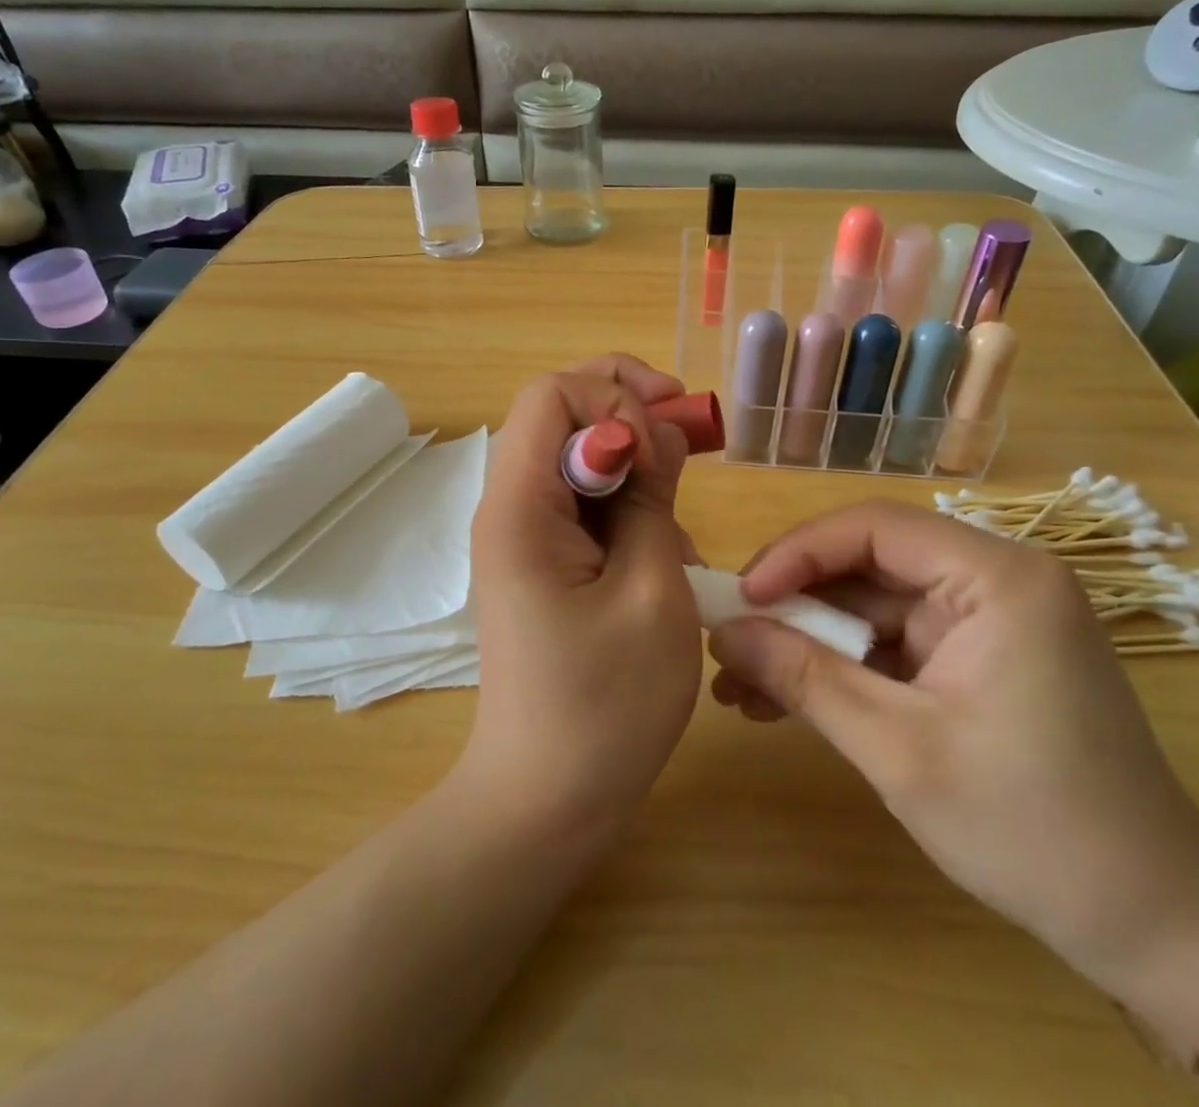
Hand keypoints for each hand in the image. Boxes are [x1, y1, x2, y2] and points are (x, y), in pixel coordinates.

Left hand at [460, 355, 702, 839]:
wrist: (546, 803)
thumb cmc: (606, 705)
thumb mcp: (653, 590)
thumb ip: (654, 497)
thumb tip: (657, 435)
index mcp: (520, 506)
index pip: (551, 394)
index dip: (615, 398)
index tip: (665, 447)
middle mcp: (509, 506)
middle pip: (559, 413)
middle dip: (628, 408)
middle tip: (688, 434)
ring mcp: (523, 535)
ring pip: (577, 455)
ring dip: (635, 465)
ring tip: (679, 523)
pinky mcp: (541, 561)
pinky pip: (584, 502)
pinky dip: (629, 507)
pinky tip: (665, 556)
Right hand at [707, 501, 1198, 1032]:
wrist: (1152, 927)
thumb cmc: (1031, 828)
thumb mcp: (898, 749)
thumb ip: (803, 678)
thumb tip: (720, 633)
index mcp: (998, 578)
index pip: (874, 528)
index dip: (797, 553)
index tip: (742, 598)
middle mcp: (995, 581)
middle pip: (869, 565)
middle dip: (794, 606)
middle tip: (729, 642)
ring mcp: (987, 621)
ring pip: (872, 608)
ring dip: (808, 643)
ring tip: (739, 685)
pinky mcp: (977, 659)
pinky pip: (892, 645)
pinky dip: (841, 669)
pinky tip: (782, 701)